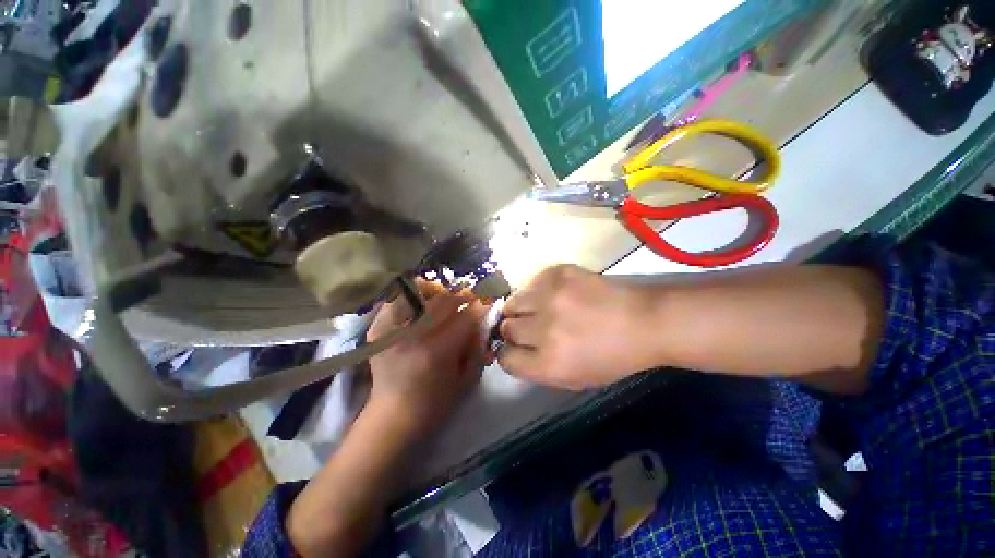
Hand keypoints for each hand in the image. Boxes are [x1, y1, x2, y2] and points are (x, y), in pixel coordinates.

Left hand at [366, 280, 488, 436]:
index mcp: (436, 352)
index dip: (479, 308)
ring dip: (438, 293)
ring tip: (445, 299)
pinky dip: (413, 296)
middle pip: (444, 301)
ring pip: (420, 294)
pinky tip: (423, 303)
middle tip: (469, 300)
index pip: (465, 317)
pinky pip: (397, 300)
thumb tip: (483, 318)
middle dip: (462, 297)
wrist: (393, 416)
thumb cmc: (436, 404)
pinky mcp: (379, 329)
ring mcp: (392, 330)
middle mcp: (412, 336)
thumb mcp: (467, 380)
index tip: (486, 305)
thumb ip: (478, 346)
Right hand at [498, 265, 659, 389]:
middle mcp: (544, 329)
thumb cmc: (612, 356)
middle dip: (514, 331)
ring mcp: (550, 296)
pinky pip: (530, 283)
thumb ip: (536, 368)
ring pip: (511, 302)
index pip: (505, 358)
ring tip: (538, 308)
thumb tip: (511, 350)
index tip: (516, 348)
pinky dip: (537, 291)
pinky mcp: (557, 273)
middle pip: (506, 328)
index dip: (508, 354)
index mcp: (549, 363)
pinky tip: (555, 294)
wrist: (643, 321)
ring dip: (520, 308)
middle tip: (531, 327)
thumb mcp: (573, 378)